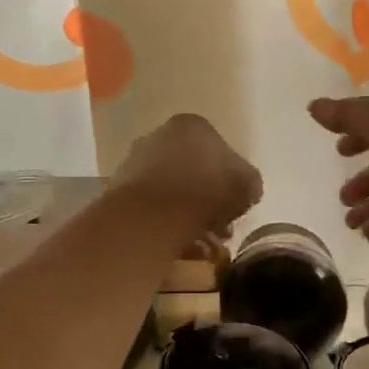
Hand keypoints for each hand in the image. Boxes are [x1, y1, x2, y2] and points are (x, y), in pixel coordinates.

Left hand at [114, 114, 262, 238]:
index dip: (229, 179)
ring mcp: (134, 161)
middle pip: (191, 169)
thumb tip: (245, 190)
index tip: (235, 204)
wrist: (153, 215)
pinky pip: (151, 207)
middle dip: (207, 199)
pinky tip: (179, 244)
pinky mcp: (119, 189)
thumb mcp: (247, 184)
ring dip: (187, 214)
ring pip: (170, 190)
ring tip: (202, 243)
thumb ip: (249, 182)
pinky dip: (165, 223)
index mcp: (191, 125)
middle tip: (220, 227)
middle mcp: (159, 135)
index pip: (217, 148)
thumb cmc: (206, 190)